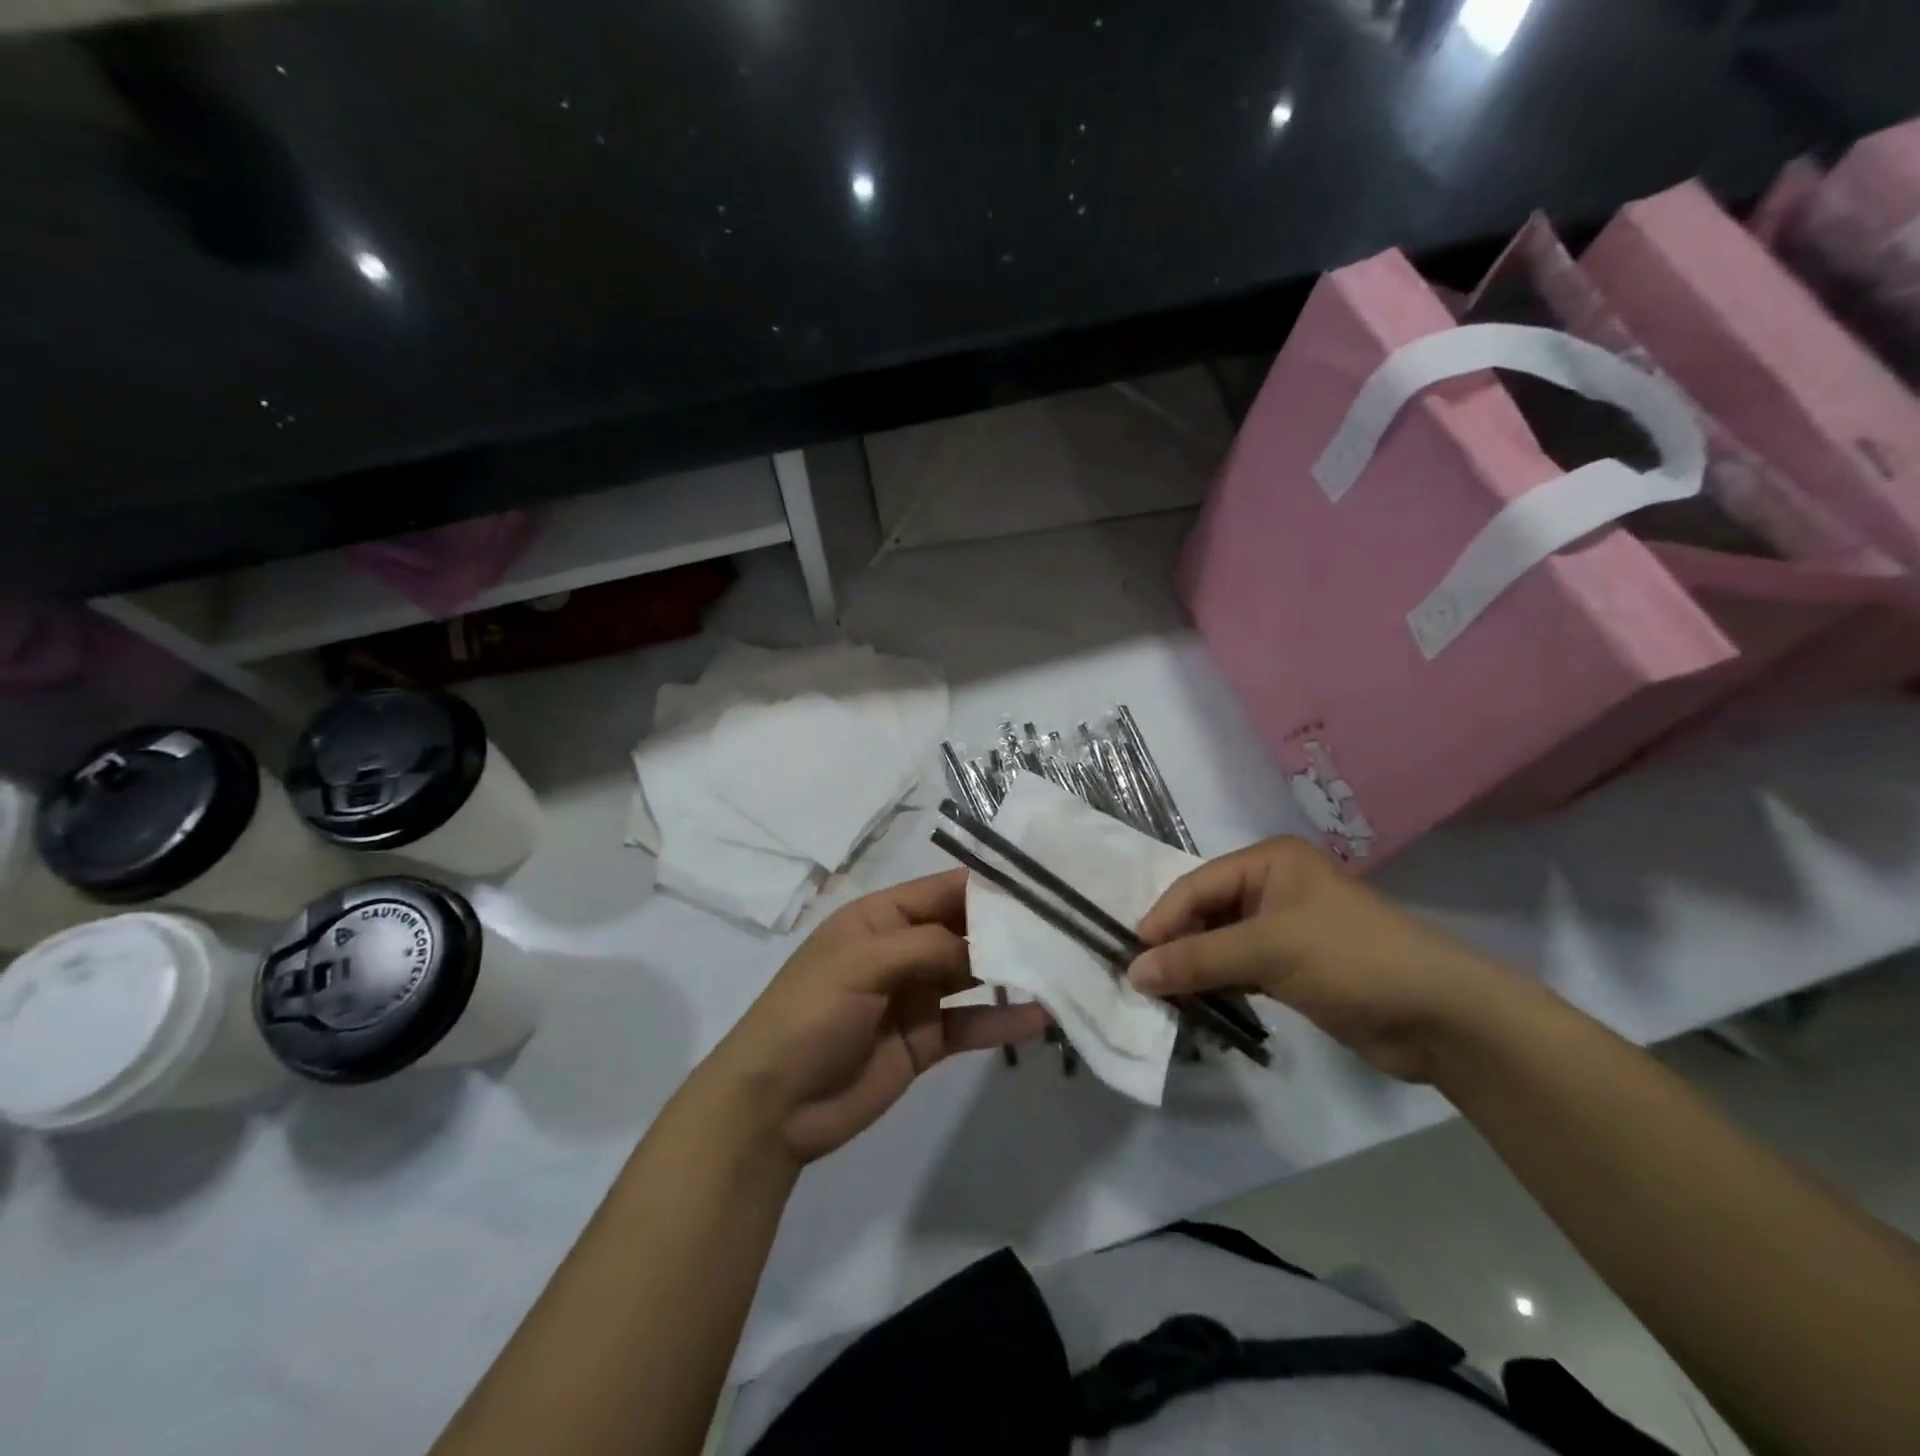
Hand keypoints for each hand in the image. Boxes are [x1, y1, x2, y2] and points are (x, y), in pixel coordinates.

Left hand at [705, 870, 1048, 1166]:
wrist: (773, 1107)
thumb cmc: (810, 1015)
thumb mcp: (861, 964)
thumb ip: (927, 947)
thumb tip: (988, 942)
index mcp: (882, 918)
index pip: (945, 890)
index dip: (991, 885)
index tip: (1045, 885)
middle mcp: (904, 950)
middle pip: (967, 930)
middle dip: (1011, 928)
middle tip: (1070, 927)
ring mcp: (917, 997)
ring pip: (975, 975)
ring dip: (1014, 973)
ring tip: (1065, 967)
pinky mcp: (926, 1041)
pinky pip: (971, 1024)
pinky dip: (1002, 1021)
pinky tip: (1040, 1019)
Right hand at [1129, 837, 1526, 1082]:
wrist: (1440, 1017)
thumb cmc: (1350, 959)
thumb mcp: (1268, 950)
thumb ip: (1197, 959)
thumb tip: (1133, 973)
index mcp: (1269, 862)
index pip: (1197, 885)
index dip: (1162, 919)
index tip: (1131, 956)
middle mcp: (1273, 887)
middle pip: (1205, 912)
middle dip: (1176, 945)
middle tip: (1143, 980)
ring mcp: (1284, 929)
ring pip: (1220, 943)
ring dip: (1194, 969)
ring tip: (1162, 998)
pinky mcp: (1293, 968)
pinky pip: (1240, 970)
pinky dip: (1218, 986)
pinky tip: (1196, 1006)